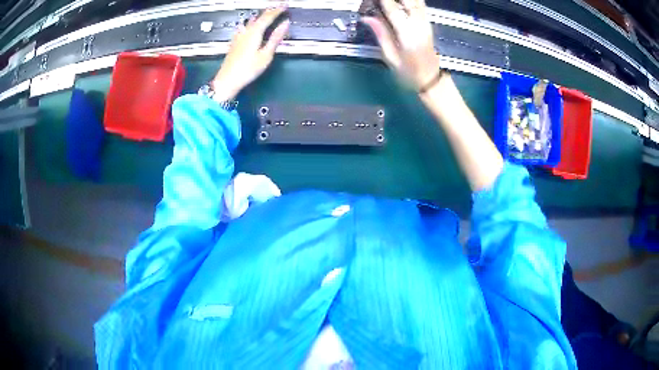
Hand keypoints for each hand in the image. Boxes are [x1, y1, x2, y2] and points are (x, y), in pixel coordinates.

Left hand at [212, 6, 290, 100]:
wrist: (227, 80)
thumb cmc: (247, 69)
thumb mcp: (266, 55)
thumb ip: (275, 38)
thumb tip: (285, 24)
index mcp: (255, 33)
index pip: (268, 16)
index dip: (277, 10)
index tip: (285, 5)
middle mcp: (246, 32)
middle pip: (259, 17)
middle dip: (269, 11)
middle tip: (278, 7)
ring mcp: (239, 37)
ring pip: (251, 21)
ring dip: (260, 16)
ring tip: (266, 13)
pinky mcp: (235, 42)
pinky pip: (244, 27)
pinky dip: (251, 23)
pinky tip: (248, 25)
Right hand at [362, 0, 439, 90]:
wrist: (431, 79)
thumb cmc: (409, 73)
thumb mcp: (390, 56)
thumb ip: (380, 33)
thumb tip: (367, 18)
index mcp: (407, 34)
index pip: (392, 8)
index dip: (383, 0)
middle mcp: (419, 25)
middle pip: (409, 1)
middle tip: (382, 0)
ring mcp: (425, 23)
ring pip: (417, 1)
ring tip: (390, 1)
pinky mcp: (427, 23)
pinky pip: (419, 5)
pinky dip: (410, 1)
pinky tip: (400, 3)